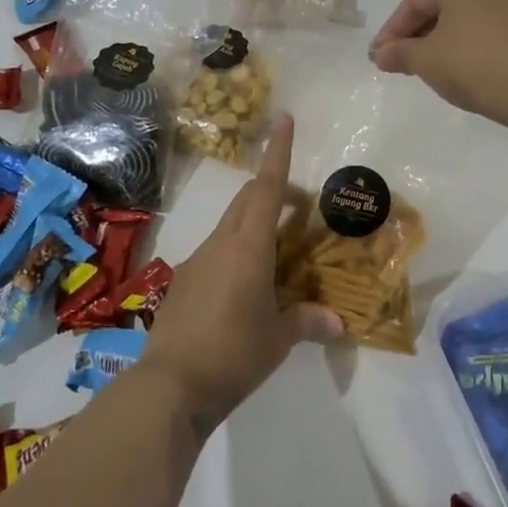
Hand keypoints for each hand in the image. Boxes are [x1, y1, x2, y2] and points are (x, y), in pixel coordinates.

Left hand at [137, 115, 341, 428]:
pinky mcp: (183, 283)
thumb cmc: (233, 353)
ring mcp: (197, 262)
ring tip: (279, 251)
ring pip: (230, 225)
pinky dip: (237, 251)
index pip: (266, 188)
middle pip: (246, 200)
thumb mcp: (278, 338)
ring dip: (254, 223)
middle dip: (272, 190)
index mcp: (248, 247)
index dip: (278, 152)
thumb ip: (307, 321)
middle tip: (299, 204)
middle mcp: (220, 244)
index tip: (284, 121)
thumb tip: (338, 323)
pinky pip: (216, 252)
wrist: (169, 385)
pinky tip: (247, 285)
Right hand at [369, 0, 507, 129]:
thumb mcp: (427, 61)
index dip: (391, 31)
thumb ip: (399, 53)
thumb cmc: (475, 65)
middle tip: (399, 62)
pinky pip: (489, 28)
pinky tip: (462, 67)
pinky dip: (469, 44)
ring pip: (466, 17)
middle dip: (417, 35)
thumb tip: (380, 54)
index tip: (378, 57)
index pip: (415, 2)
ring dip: (442, 40)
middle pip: (441, 6)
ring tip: (428, 67)